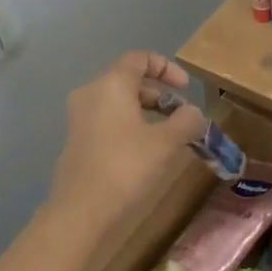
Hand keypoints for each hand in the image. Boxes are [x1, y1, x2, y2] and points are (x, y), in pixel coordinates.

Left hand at [47, 52, 205, 233]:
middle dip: (160, 94)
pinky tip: (146, 151)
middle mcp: (91, 93)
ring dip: (147, 112)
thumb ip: (186, 121)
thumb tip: (194, 114)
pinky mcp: (77, 140)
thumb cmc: (126, 167)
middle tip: (183, 116)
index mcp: (111, 85)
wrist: (81, 211)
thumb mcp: (166, 143)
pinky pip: (108, 120)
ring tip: (169, 135)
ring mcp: (80, 118)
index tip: (186, 89)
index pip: (140, 59)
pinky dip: (130, 125)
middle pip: (129, 80)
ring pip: (119, 102)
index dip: (167, 68)